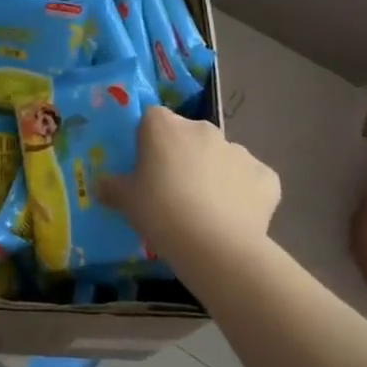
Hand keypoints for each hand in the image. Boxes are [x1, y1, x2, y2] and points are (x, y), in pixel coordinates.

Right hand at [98, 108, 278, 261]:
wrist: (215, 246)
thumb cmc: (161, 213)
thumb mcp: (126, 202)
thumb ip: (112, 188)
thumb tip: (101, 185)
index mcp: (165, 126)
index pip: (152, 119)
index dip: (149, 141)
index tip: (146, 167)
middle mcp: (203, 128)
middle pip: (189, 136)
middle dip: (184, 156)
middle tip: (174, 191)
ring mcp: (238, 150)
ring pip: (221, 157)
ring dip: (215, 174)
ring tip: (207, 210)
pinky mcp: (265, 175)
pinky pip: (251, 179)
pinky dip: (245, 193)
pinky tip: (237, 217)